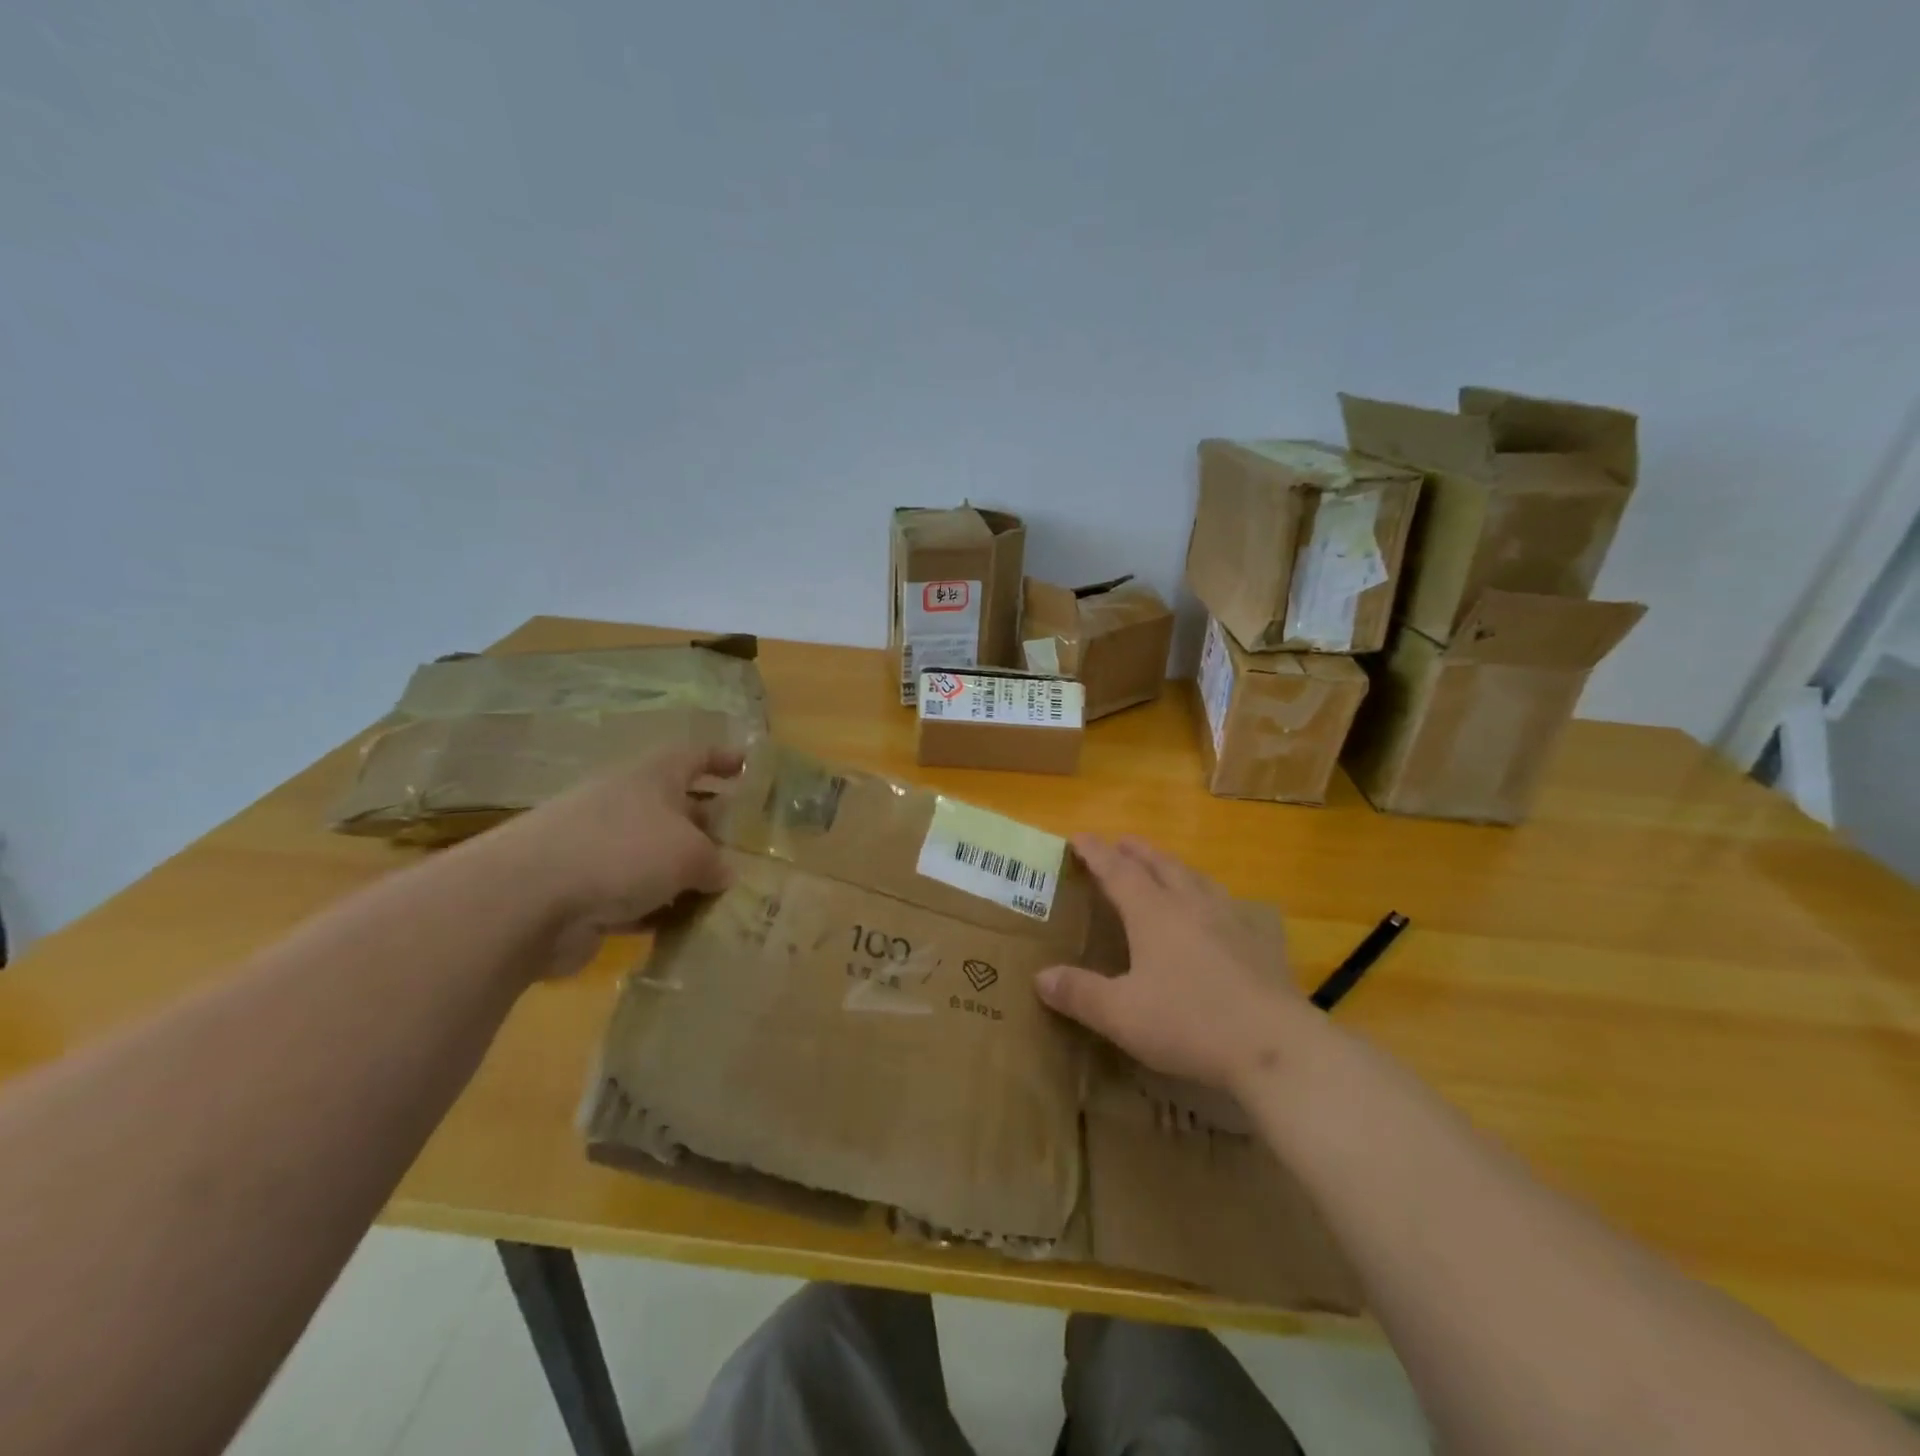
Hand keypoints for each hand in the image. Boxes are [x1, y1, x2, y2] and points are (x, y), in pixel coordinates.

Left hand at [472, 746, 743, 975]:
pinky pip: (634, 897)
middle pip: (678, 808)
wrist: (526, 900)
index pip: (694, 756)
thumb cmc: (622, 852)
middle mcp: (626, 805)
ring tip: (726, 893)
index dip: (722, 759)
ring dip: (687, 874)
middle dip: (712, 826)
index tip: (749, 767)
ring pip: (657, 857)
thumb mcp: (689, 853)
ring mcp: (601, 849)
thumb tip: (724, 873)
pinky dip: (658, 909)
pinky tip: (685, 928)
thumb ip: (715, 861)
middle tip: (748, 845)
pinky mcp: (585, 891)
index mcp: (652, 778)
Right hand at [1035, 835, 1318, 1091]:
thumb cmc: (1190, 1022)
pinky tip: (1214, 912)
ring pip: (1196, 879)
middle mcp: (1191, 905)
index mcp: (1153, 914)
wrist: (1276, 1045)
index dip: (1096, 853)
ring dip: (1173, 866)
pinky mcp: (1257, 943)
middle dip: (1137, 851)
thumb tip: (1040, 976)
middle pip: (1160, 865)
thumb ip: (1080, 993)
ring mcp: (1229, 921)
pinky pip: (1224, 903)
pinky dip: (1206, 894)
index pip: (1118, 872)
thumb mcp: (1122, 1015)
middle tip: (1121, 842)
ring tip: (1165, 867)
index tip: (1079, 837)